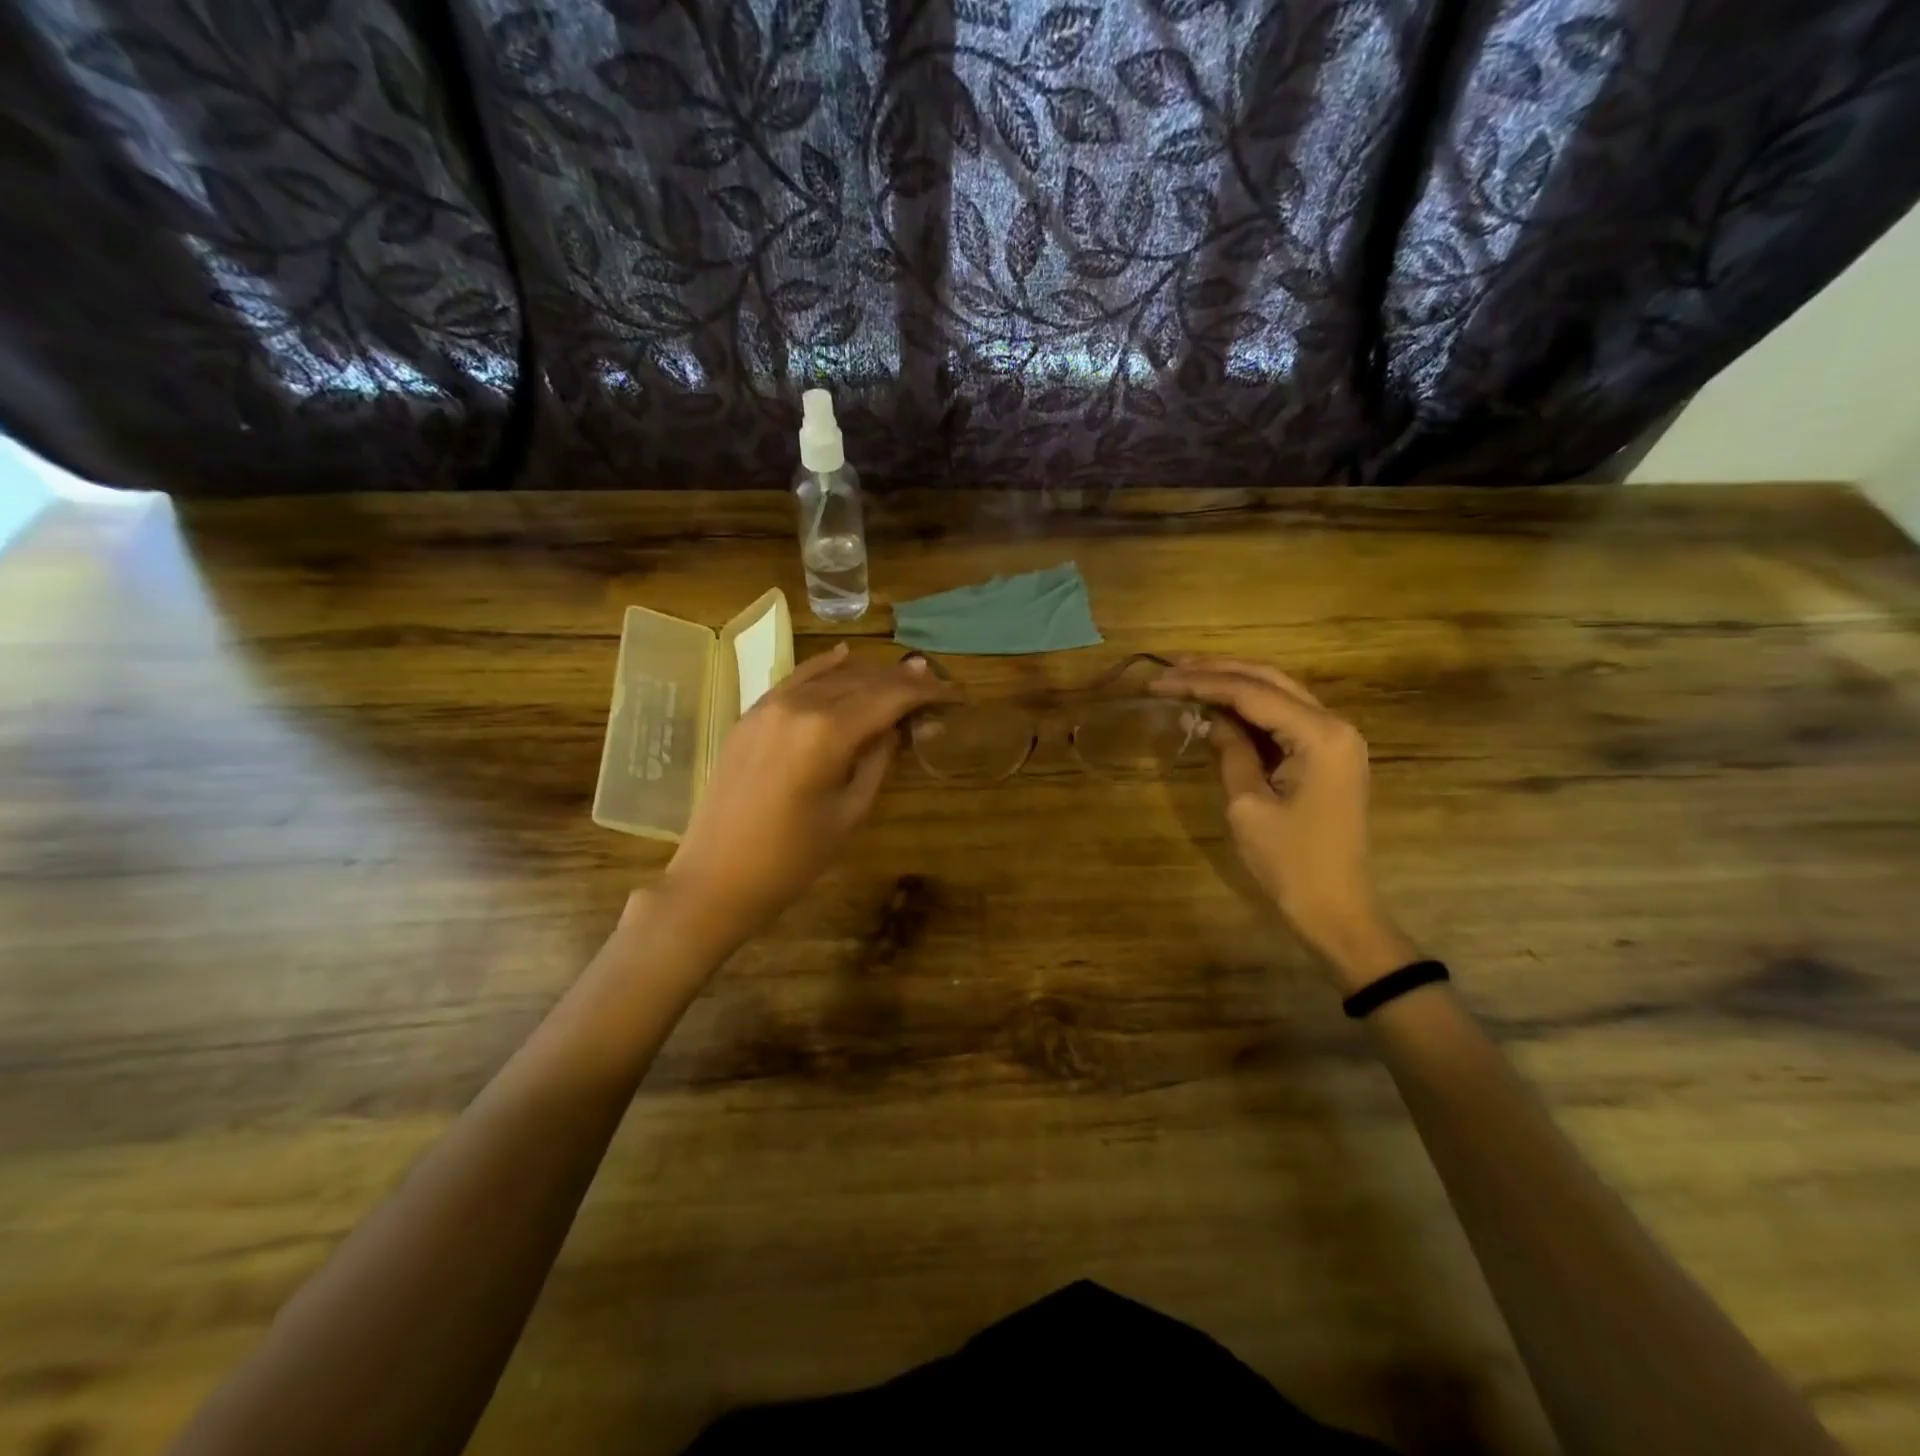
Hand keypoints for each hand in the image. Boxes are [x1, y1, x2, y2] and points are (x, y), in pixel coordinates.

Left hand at [656, 644, 955, 947]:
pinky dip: (823, 667)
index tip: (952, 693)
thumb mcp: (849, 812)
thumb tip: (897, 728)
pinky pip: (794, 679)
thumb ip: (877, 761)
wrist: (716, 878)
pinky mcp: (750, 715)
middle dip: (901, 681)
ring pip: (829, 676)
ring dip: (867, 674)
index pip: (889, 698)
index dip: (925, 692)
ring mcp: (769, 706)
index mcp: (828, 732)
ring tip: (900, 674)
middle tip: (932, 683)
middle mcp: (800, 706)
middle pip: (862, 681)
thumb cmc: (792, 858)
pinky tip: (843, 656)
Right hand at [1153, 656, 1416, 990]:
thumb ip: (1231, 750)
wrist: (1336, 908)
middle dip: (1218, 671)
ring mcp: (1335, 739)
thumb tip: (1209, 717)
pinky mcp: (1328, 756)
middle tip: (1171, 667)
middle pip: (1270, 681)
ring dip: (1233, 684)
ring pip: (1278, 694)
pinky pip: (1285, 719)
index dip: (1202, 682)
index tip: (1158, 681)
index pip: (1252, 693)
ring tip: (1187, 677)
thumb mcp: (1248, 805)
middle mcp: (1335, 725)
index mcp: (1320, 735)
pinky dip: (1250, 710)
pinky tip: (1217, 706)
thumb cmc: (1290, 862)